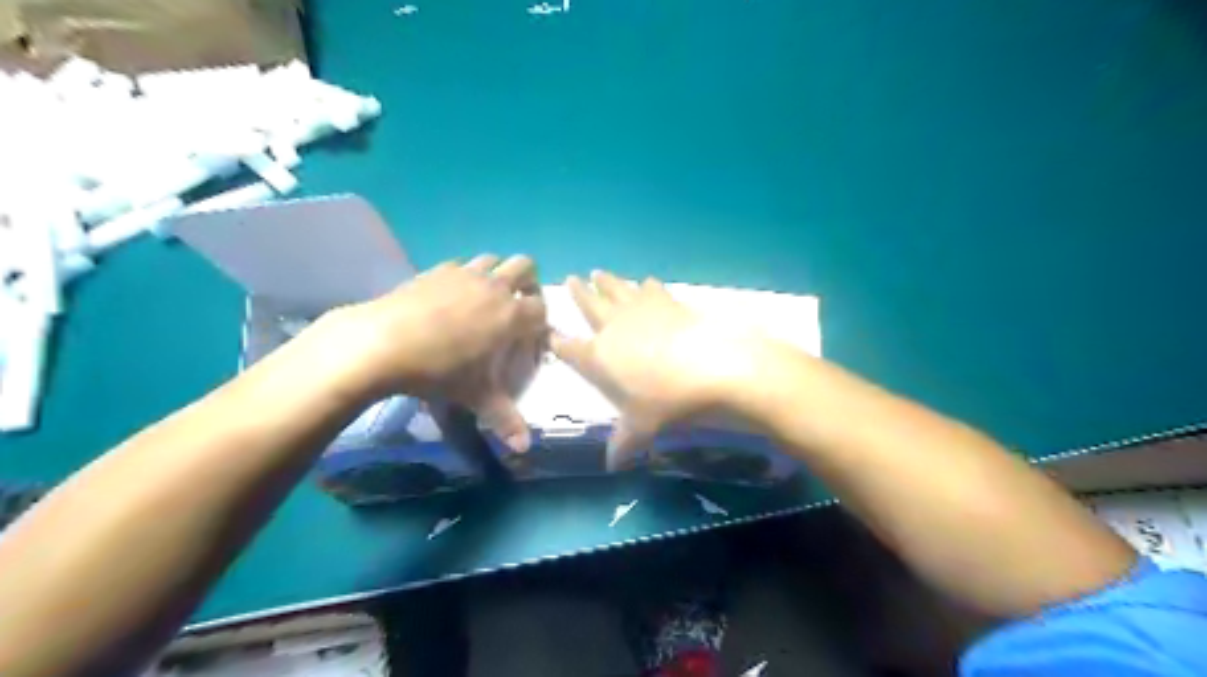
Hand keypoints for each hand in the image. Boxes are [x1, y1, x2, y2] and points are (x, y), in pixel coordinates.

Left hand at [326, 254, 541, 450]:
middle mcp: (495, 287)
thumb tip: (525, 449)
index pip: (542, 308)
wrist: (383, 342)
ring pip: (493, 259)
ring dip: (497, 274)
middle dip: (528, 284)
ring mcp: (465, 273)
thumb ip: (506, 420)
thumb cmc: (440, 372)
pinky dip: (466, 275)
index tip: (531, 337)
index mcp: (512, 315)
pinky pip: (462, 264)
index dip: (541, 321)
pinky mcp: (438, 269)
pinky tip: (451, 297)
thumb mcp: (477, 398)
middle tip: (516, 308)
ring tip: (485, 299)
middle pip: (526, 267)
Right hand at [550, 270, 776, 466]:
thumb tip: (612, 465)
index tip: (551, 333)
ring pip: (616, 289)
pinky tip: (646, 282)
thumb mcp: (642, 428)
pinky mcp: (667, 302)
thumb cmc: (667, 401)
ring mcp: (641, 310)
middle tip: (572, 278)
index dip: (558, 342)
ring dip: (606, 281)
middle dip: (579, 293)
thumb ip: (624, 443)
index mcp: (599, 357)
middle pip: (589, 305)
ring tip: (598, 272)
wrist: (711, 366)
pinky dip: (645, 285)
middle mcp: (613, 328)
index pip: (569, 349)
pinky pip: (650, 288)